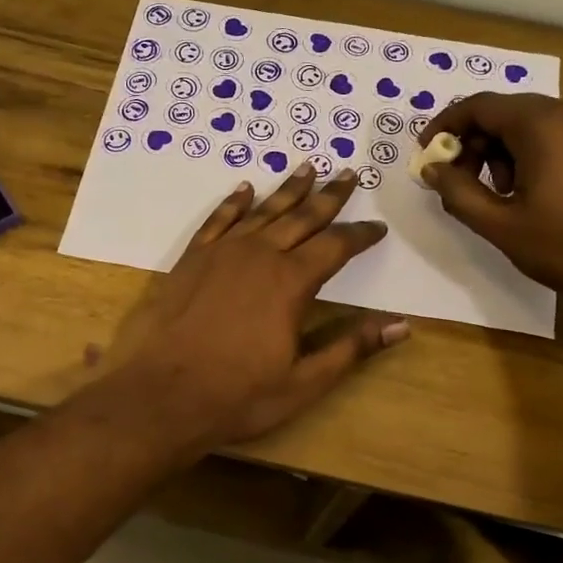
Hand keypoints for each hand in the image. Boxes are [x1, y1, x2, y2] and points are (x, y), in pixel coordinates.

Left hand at [103, 164, 407, 446]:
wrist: (161, 395)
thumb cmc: (238, 395)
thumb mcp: (304, 382)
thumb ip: (351, 348)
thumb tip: (401, 326)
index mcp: (291, 282)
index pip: (336, 246)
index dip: (360, 235)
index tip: (377, 227)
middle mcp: (260, 255)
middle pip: (303, 217)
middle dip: (330, 196)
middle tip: (349, 174)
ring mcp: (222, 252)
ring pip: (264, 211)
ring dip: (288, 189)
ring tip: (308, 167)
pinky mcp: (192, 258)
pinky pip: (219, 219)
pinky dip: (234, 202)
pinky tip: (244, 189)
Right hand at [419, 94, 562, 317]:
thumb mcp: (501, 225)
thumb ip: (458, 192)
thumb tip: (431, 169)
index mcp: (543, 123)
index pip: (479, 106)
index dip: (445, 127)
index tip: (426, 155)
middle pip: (505, 113)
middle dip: (474, 144)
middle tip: (459, 183)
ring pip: (530, 124)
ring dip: (502, 152)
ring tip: (499, 196)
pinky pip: (556, 134)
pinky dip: (531, 154)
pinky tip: (531, 193)